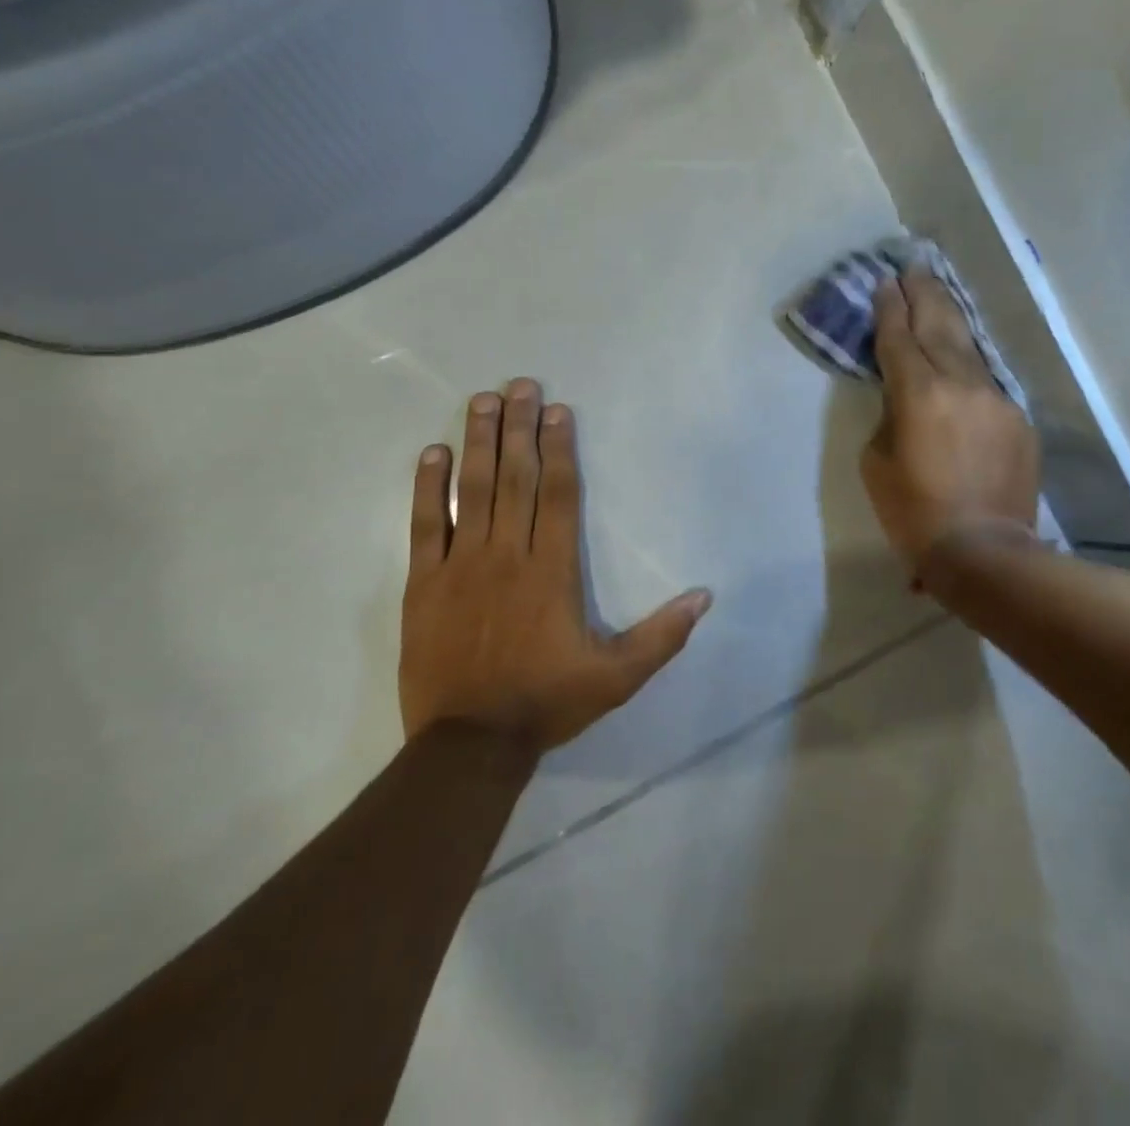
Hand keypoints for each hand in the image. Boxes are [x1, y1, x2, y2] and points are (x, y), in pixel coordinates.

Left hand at [400, 380, 711, 750]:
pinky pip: (425, 525)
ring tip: (482, 401)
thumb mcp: (618, 677)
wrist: (469, 744)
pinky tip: (433, 454)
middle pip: (515, 478)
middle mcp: (508, 555)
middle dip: (519, 427)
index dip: (558, 448)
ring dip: (479, 442)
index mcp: (553, 571)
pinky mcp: (424, 583)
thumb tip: (704, 596)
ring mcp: (461, 565)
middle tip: (519, 385)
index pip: (558, 494)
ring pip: (473, 490)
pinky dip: (428, 487)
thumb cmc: (547, 703)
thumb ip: (662, 635)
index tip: (557, 411)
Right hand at [863, 271, 1040, 570]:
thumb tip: (904, 395)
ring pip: (969, 346)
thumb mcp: (877, 461)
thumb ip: (889, 414)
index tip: (884, 283)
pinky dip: (969, 364)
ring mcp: (995, 397)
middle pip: (939, 324)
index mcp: (918, 393)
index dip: (889, 308)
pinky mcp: (1017, 417)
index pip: (899, 337)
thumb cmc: (913, 512)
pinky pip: (987, 380)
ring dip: (950, 318)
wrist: (983, 550)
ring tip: (937, 293)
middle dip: (923, 293)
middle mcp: (960, 383)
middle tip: (913, 267)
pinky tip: (962, 357)